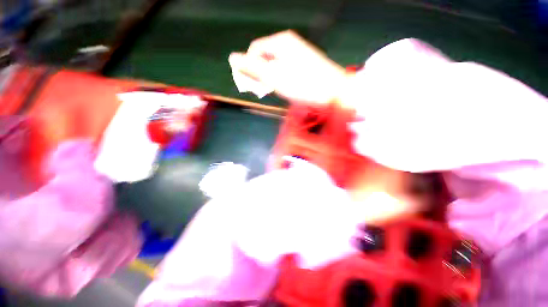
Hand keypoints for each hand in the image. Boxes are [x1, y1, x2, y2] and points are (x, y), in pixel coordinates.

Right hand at [229, 30, 348, 104]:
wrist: (334, 92)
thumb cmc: (303, 85)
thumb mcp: (275, 77)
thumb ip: (253, 67)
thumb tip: (232, 57)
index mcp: (280, 42)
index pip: (254, 50)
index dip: (249, 67)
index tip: (252, 85)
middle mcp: (289, 43)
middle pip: (265, 56)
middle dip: (260, 73)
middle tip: (265, 89)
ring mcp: (298, 53)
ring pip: (275, 64)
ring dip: (271, 78)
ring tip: (276, 90)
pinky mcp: (304, 64)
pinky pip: (285, 69)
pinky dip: (281, 79)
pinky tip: (286, 87)